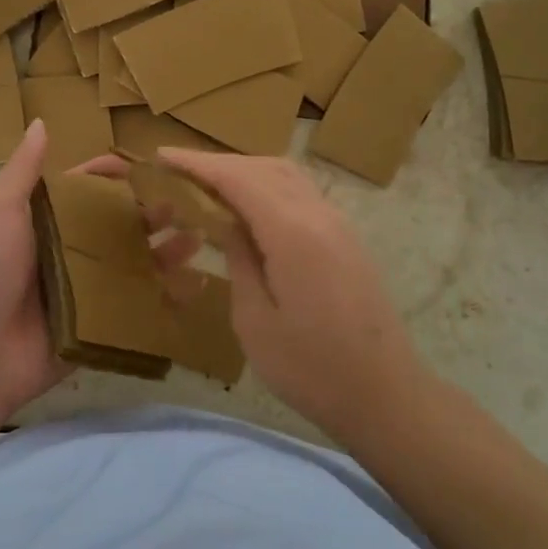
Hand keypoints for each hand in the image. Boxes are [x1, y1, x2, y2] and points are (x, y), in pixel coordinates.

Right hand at [150, 151, 426, 443]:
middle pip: (263, 167)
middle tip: (178, 171)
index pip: (238, 179)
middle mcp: (318, 214)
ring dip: (246, 171)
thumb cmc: (312, 368)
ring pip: (286, 175)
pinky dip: (268, 187)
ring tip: (209, 185)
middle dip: (219, 163)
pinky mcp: (346, 238)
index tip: (162, 154)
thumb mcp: (255, 321)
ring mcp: (338, 223)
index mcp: (292, 232)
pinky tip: (249, 209)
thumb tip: (228, 223)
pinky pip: (301, 193)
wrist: (386, 393)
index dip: (198, 163)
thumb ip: (240, 261)